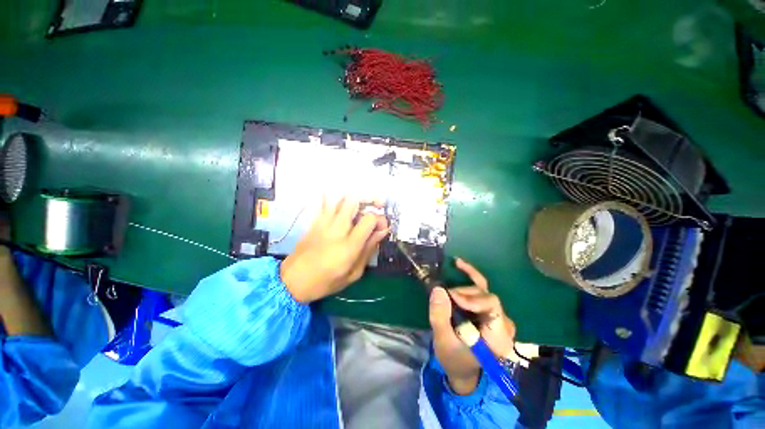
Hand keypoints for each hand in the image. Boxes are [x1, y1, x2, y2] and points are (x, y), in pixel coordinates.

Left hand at [280, 197, 388, 303]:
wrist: (292, 281)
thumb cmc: (325, 282)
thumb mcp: (354, 273)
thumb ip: (368, 250)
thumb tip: (382, 232)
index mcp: (349, 246)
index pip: (369, 219)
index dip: (380, 219)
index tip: (382, 228)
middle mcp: (337, 229)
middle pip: (354, 200)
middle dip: (369, 198)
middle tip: (375, 206)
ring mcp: (324, 223)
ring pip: (339, 197)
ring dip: (354, 198)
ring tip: (361, 205)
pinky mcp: (314, 221)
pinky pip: (325, 202)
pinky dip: (336, 199)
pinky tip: (342, 205)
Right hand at [429, 258, 515, 394]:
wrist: (462, 369)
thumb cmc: (454, 359)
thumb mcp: (443, 341)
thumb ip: (440, 316)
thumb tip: (438, 289)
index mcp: (498, 337)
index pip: (492, 305)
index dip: (471, 297)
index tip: (451, 297)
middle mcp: (503, 323)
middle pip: (485, 296)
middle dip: (462, 293)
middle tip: (444, 297)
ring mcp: (497, 315)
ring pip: (482, 289)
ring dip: (462, 287)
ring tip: (446, 292)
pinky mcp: (488, 309)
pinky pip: (481, 288)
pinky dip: (469, 275)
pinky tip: (458, 264)